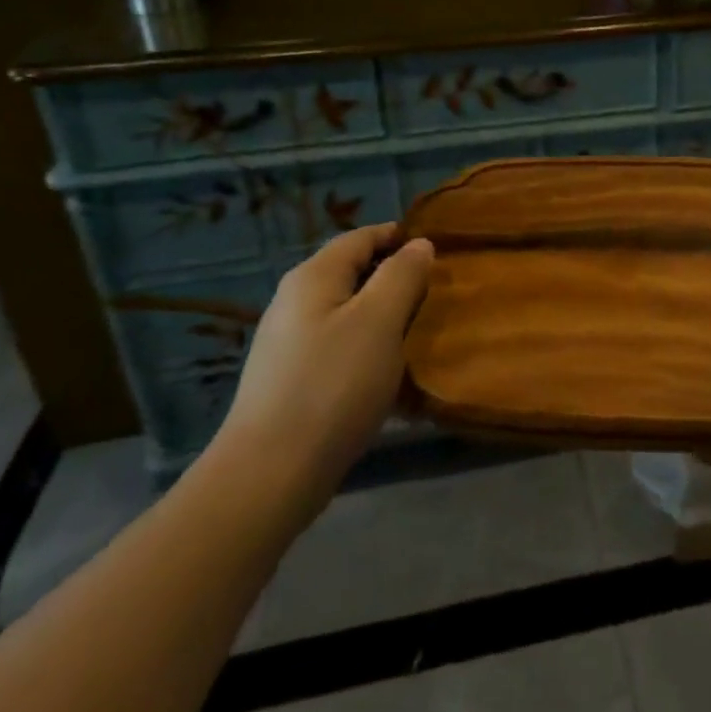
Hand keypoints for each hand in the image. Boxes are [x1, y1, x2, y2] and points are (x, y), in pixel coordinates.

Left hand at [217, 224, 432, 511]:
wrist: (271, 474)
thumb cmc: (333, 385)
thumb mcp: (379, 321)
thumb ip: (402, 275)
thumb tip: (419, 244)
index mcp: (313, 277)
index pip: (360, 237)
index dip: (399, 236)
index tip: (439, 250)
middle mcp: (295, 302)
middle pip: (353, 274)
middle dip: (396, 278)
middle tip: (437, 295)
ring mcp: (290, 343)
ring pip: (349, 313)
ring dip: (385, 316)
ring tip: (421, 333)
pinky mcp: (293, 380)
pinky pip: (340, 347)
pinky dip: (369, 349)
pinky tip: (390, 374)